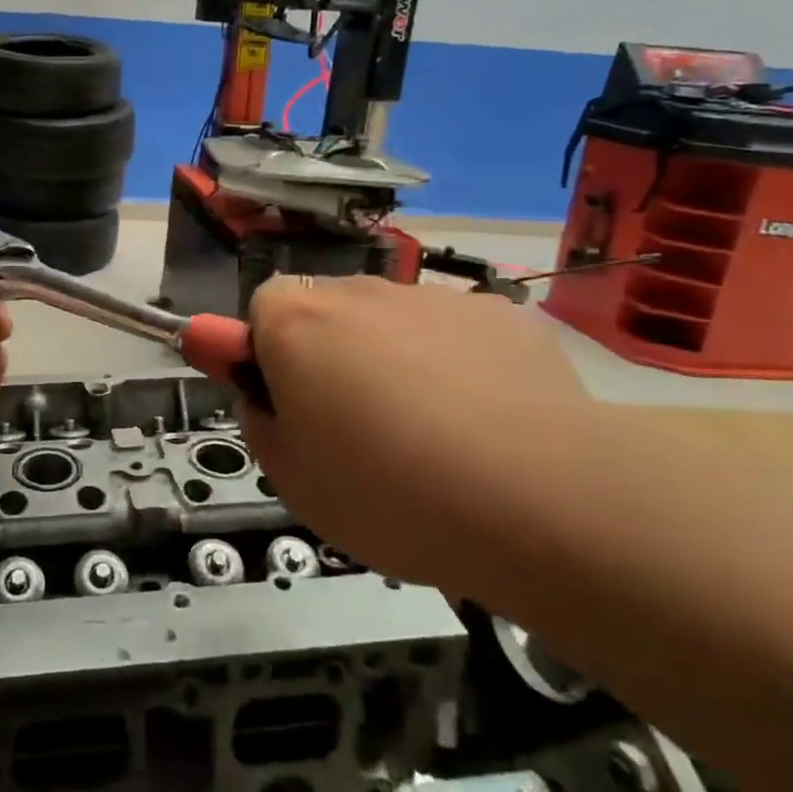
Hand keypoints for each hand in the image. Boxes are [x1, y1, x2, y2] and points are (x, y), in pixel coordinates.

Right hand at [237, 275, 595, 596]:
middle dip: (331, 354)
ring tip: (432, 439)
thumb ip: (256, 413)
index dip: (269, 353)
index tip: (291, 405)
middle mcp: (361, 291)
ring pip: (394, 323)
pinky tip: (488, 427)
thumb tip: (250, 378)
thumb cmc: (387, 492)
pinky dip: (459, 367)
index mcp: (297, 321)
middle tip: (357, 429)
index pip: (263, 306)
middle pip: (329, 310)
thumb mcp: (290, 476)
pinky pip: (457, 335)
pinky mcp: (502, 316)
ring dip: (395, 360)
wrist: (542, 500)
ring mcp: (436, 297)